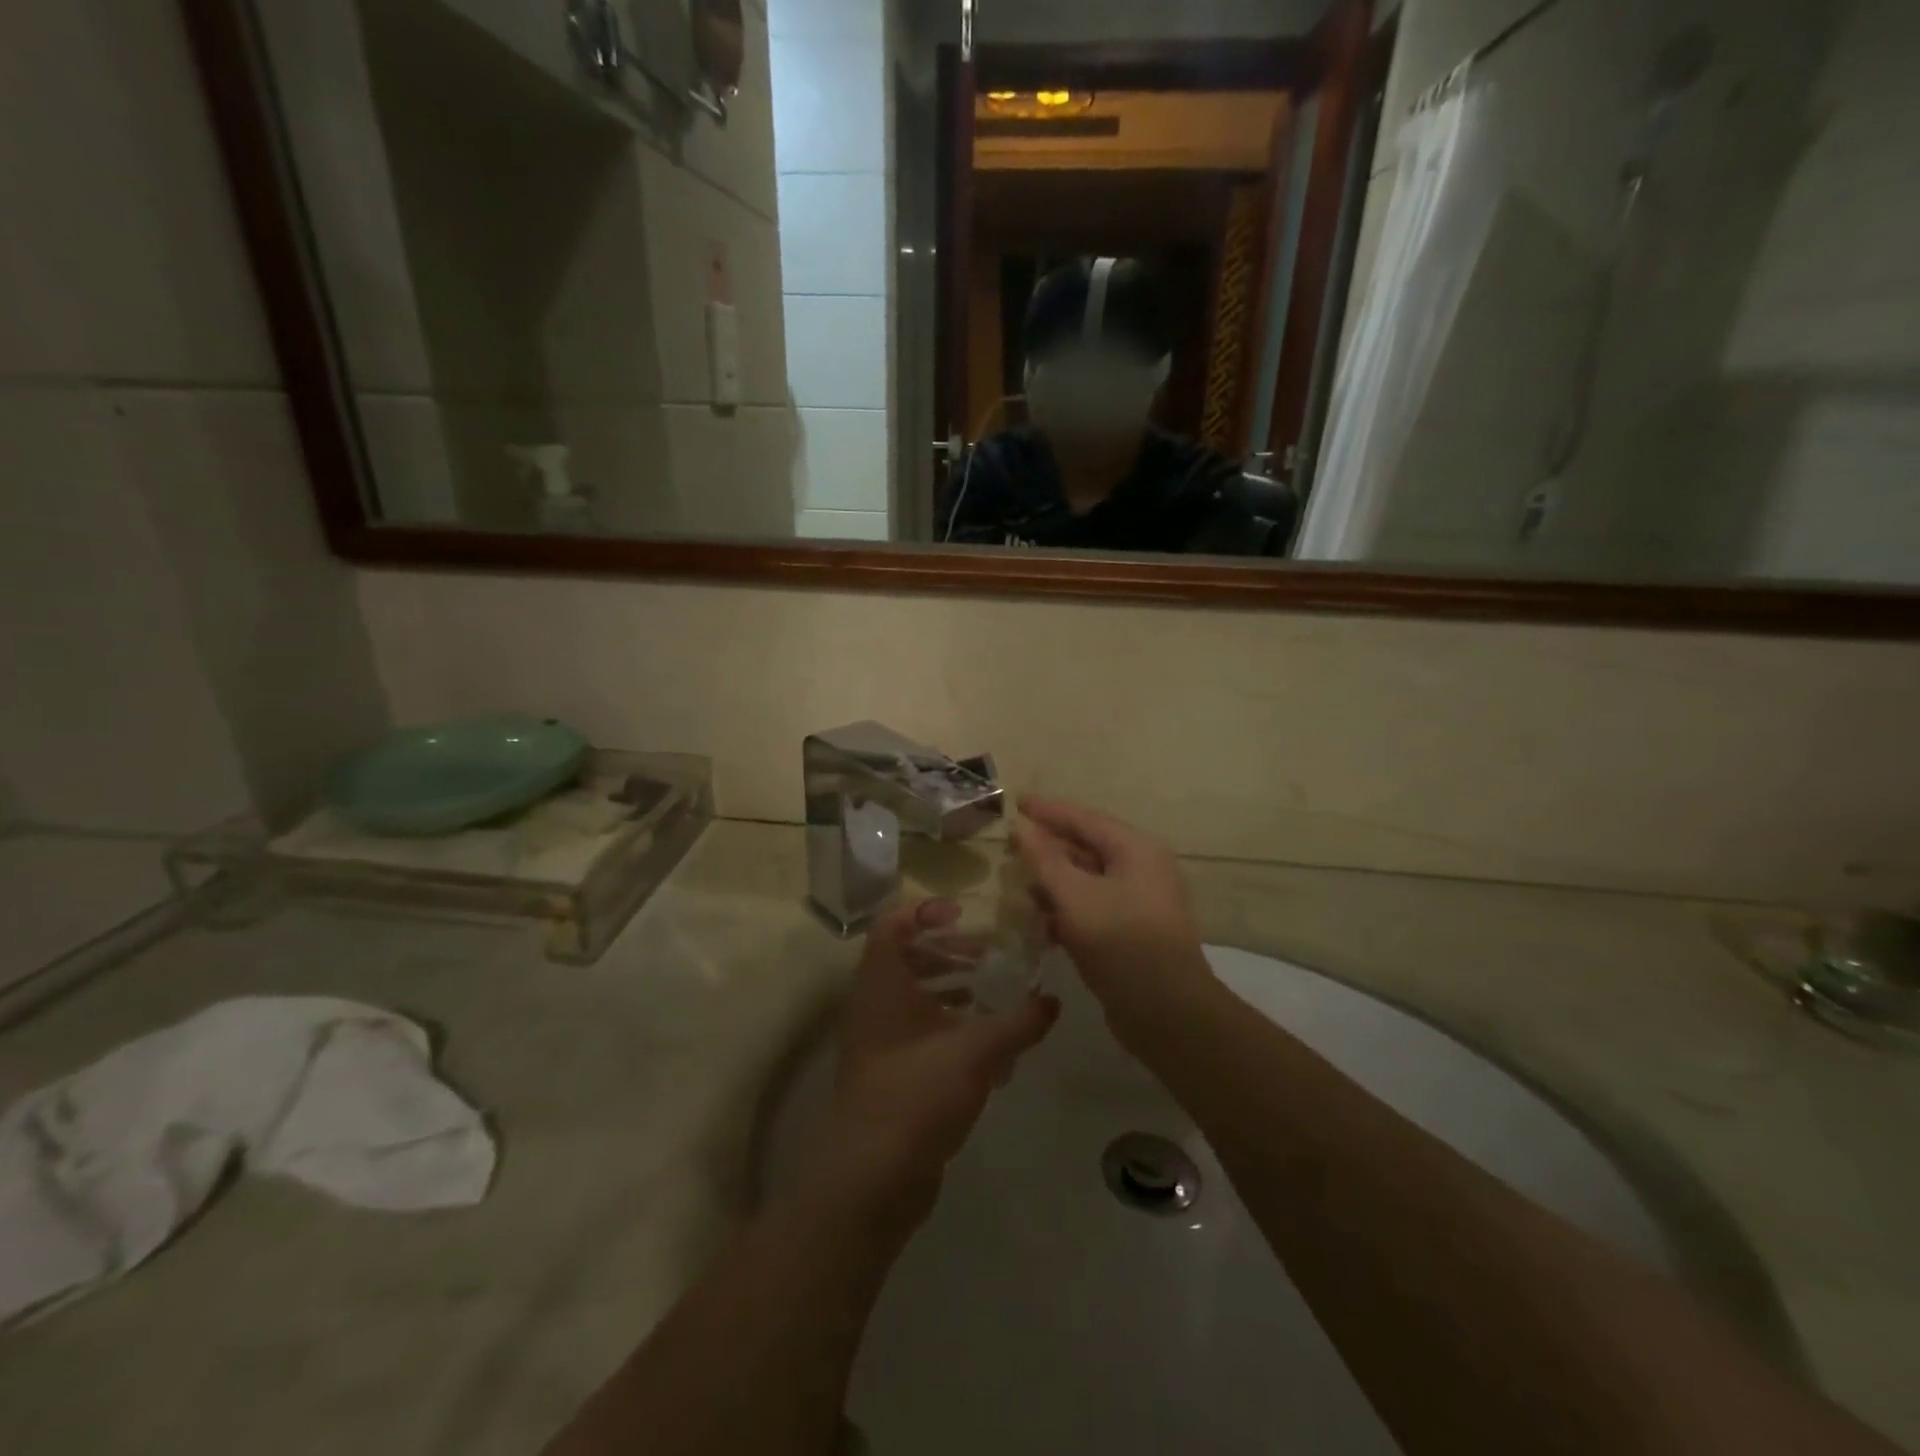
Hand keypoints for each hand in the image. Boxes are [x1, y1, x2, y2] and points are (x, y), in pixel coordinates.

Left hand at [812, 900, 1059, 1221]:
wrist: (872, 1175)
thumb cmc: (918, 1091)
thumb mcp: (977, 1050)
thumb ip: (1019, 1023)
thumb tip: (1052, 1001)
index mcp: (882, 981)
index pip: (893, 923)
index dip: (926, 910)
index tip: (964, 914)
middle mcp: (873, 1003)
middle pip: (906, 956)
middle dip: (948, 950)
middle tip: (989, 953)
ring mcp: (877, 1040)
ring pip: (912, 996)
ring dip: (950, 986)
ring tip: (992, 990)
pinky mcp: (887, 1073)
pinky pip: (917, 1032)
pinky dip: (947, 1025)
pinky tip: (986, 1042)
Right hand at [1010, 795, 1215, 1049]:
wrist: (1168, 1014)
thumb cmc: (1121, 943)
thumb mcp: (1075, 896)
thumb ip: (1044, 859)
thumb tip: (1021, 826)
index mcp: (1135, 849)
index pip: (1083, 818)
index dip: (1047, 810)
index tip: (1016, 801)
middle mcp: (1140, 868)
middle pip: (1085, 848)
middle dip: (1046, 851)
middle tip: (1009, 848)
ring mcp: (1137, 902)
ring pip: (1085, 882)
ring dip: (1051, 886)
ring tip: (1016, 892)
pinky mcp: (1130, 932)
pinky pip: (1091, 909)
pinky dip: (1065, 913)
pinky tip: (1038, 927)